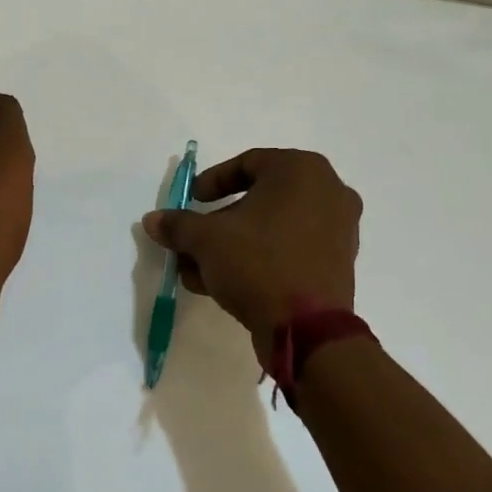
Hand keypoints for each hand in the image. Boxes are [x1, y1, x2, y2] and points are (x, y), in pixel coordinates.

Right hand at [142, 148, 360, 353]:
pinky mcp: (337, 263)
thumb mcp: (206, 239)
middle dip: (219, 222)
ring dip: (233, 245)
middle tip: (193, 239)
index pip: (248, 162)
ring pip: (272, 228)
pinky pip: (290, 249)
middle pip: (259, 199)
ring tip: (198, 269)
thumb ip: (178, 224)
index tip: (192, 200)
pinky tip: (223, 283)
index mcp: (302, 170)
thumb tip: (152, 220)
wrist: (307, 328)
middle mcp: (328, 191)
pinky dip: (259, 259)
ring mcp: (339, 229)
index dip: (212, 181)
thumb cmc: (258, 262)